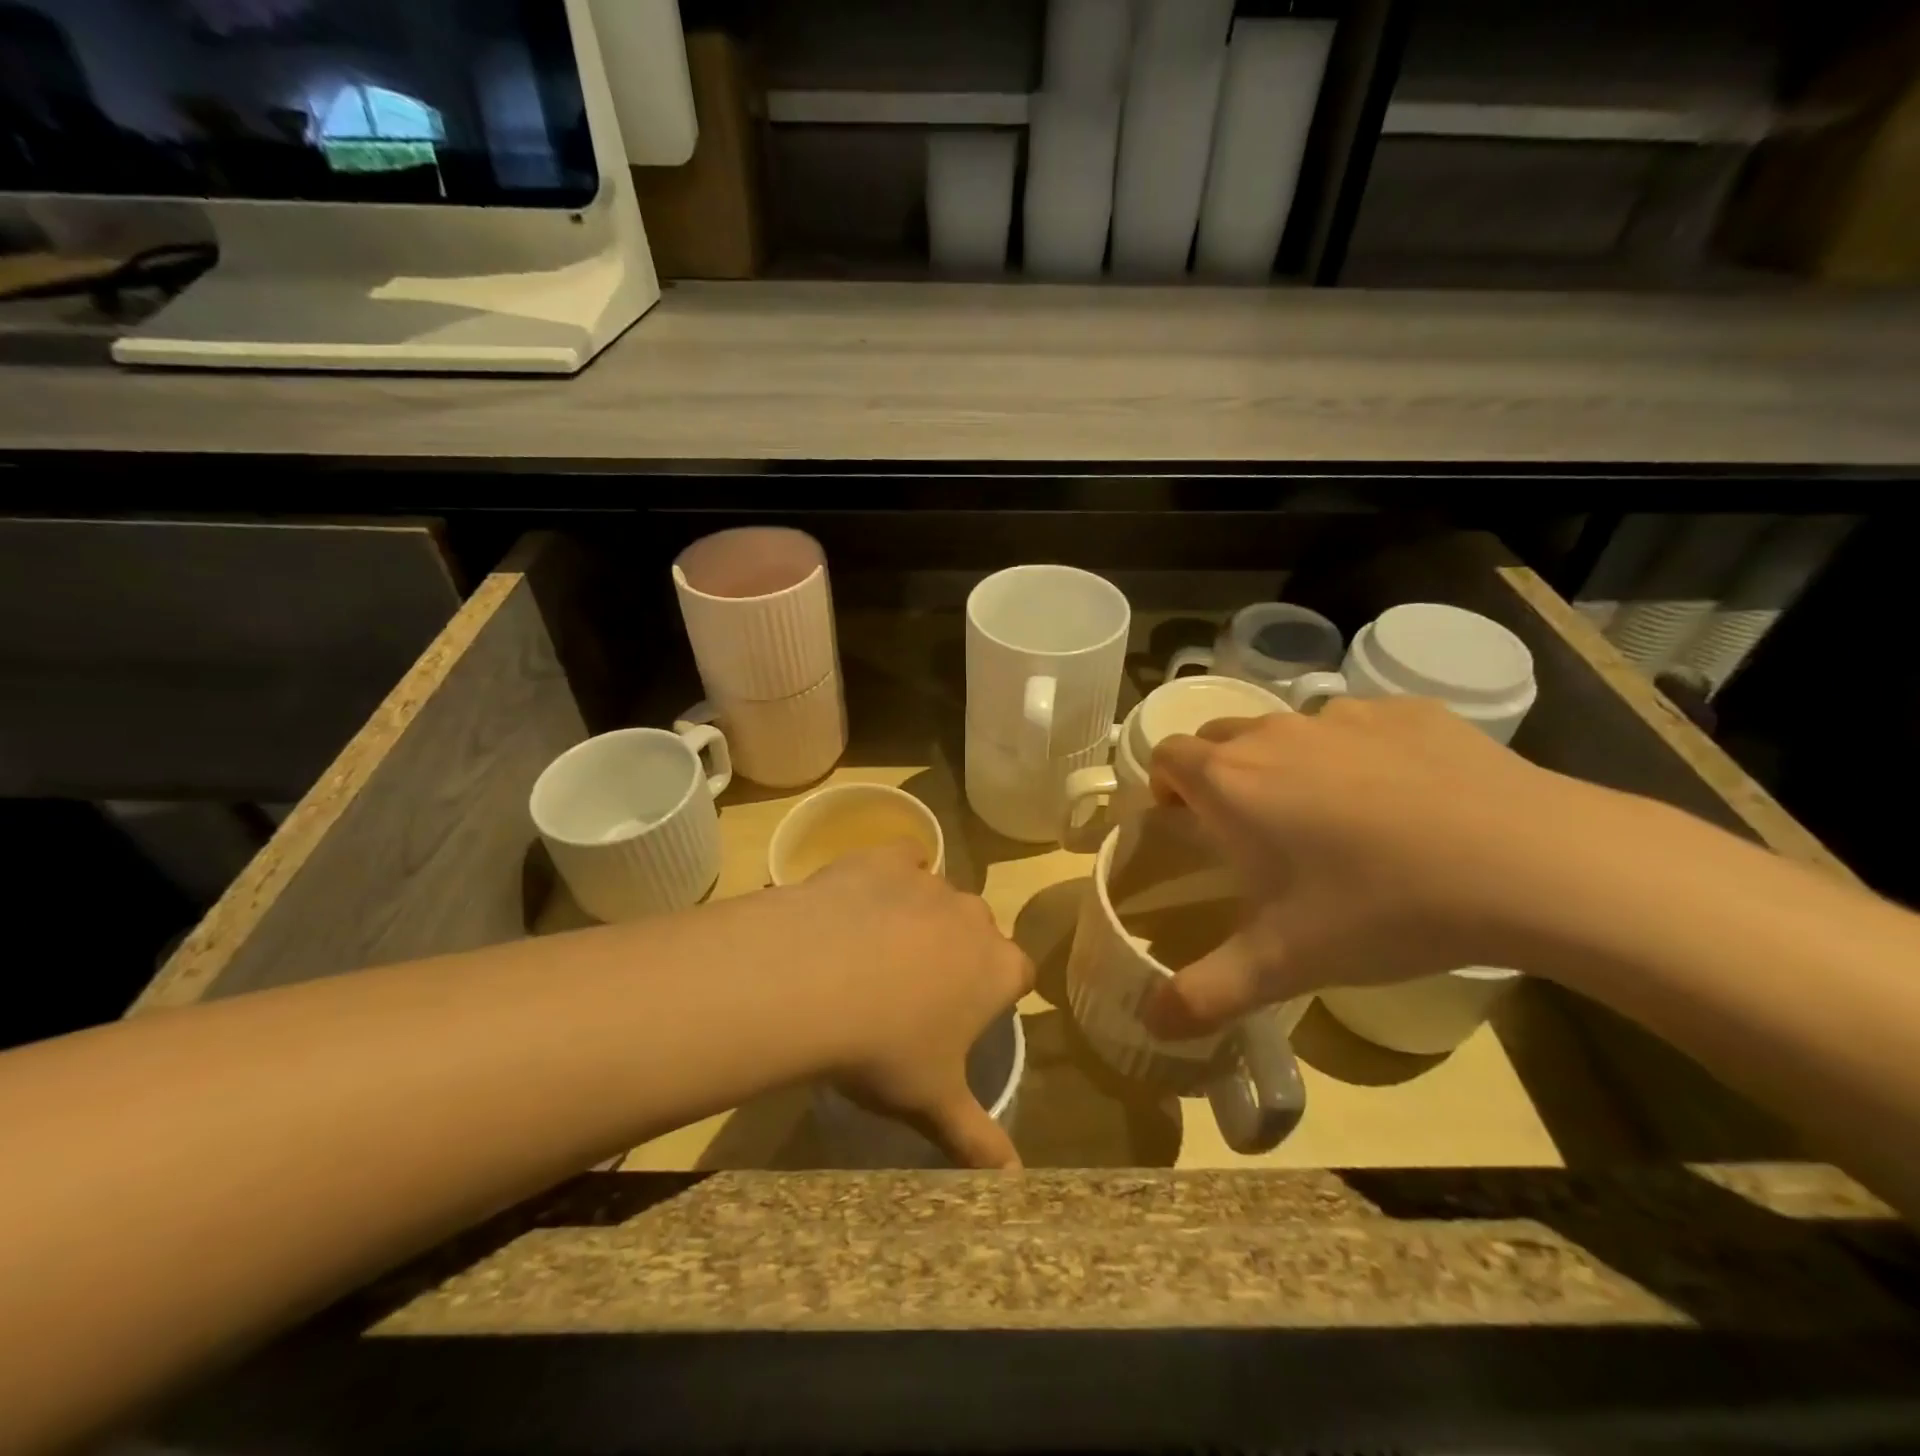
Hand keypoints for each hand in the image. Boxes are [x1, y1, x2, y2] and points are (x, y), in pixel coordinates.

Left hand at [776, 843, 1033, 1167]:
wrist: (814, 980)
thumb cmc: (884, 1049)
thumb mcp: (931, 1103)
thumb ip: (978, 1141)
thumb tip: (1017, 1185)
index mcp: (997, 968)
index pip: (1018, 973)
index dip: (994, 993)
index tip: (963, 1016)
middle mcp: (973, 916)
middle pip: (977, 932)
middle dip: (957, 954)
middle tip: (913, 991)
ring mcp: (929, 881)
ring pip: (938, 897)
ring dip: (920, 918)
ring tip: (874, 953)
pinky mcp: (886, 857)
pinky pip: (901, 860)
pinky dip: (890, 876)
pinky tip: (863, 901)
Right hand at [1143, 697, 1596, 1037]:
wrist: (1527, 862)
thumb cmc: (1379, 907)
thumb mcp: (1283, 964)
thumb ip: (1205, 995)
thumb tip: (1152, 1026)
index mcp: (1231, 781)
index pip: (1167, 755)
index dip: (1165, 785)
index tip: (1186, 822)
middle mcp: (1274, 733)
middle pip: (1219, 736)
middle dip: (1218, 772)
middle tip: (1252, 829)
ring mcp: (1342, 715)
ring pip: (1287, 728)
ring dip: (1285, 761)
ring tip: (1330, 817)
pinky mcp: (1406, 711)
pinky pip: (1357, 724)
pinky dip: (1355, 751)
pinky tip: (1400, 799)